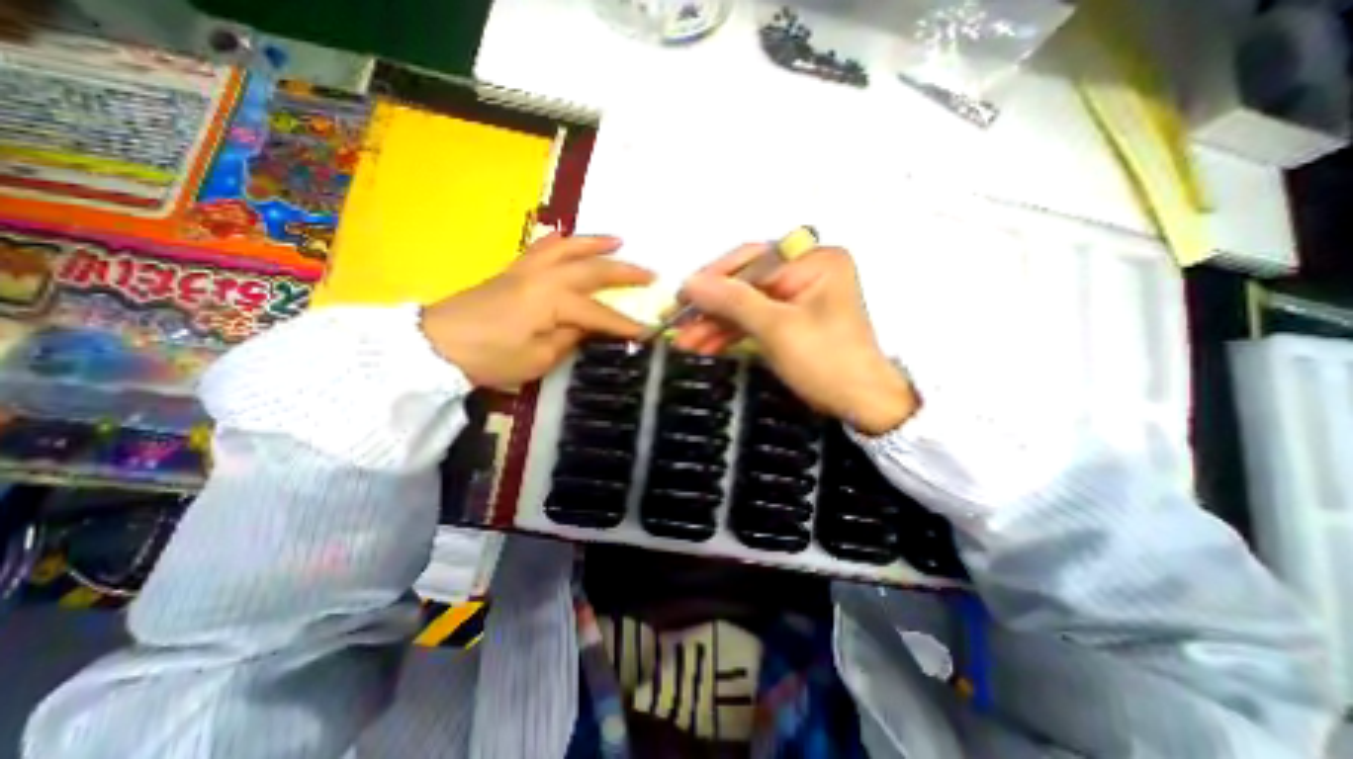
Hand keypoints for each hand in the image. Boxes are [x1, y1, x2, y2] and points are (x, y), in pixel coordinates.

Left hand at [421, 231, 655, 388]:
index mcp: (554, 301)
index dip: (626, 324)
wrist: (436, 345)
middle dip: (625, 272)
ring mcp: (527, 270)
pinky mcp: (513, 271)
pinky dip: (561, 241)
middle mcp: (545, 277)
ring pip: (569, 248)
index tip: (650, 331)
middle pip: (592, 270)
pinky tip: (569, 239)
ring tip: (618, 240)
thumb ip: (570, 338)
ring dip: (596, 243)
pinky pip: (542, 248)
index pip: (600, 313)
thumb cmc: (490, 357)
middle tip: (650, 274)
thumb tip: (589, 327)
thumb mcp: (538, 359)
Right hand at [676, 244, 917, 432]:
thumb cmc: (827, 362)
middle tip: (678, 323)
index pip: (752, 260)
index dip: (714, 278)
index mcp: (814, 261)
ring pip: (745, 305)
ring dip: (715, 324)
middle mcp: (806, 272)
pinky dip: (731, 334)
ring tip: (685, 342)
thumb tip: (691, 283)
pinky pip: (754, 321)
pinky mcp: (791, 320)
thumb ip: (732, 301)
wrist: (862, 405)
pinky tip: (706, 345)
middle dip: (711, 308)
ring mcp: (798, 297)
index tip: (682, 296)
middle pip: (745, 283)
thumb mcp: (777, 328)